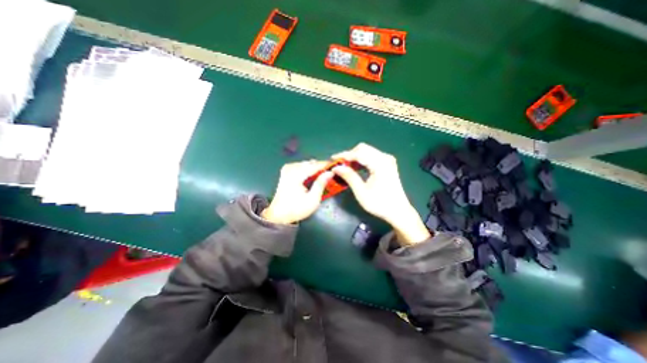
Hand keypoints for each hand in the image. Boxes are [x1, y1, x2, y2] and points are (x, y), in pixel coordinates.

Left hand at [261, 160, 333, 223]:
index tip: (336, 165)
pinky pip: (300, 166)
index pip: (314, 166)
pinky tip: (312, 175)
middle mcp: (290, 169)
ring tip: (323, 174)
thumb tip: (330, 172)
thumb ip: (321, 184)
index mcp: (295, 175)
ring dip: (314, 168)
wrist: (279, 215)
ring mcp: (287, 169)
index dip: (326, 165)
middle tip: (330, 172)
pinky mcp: (285, 172)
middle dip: (320, 166)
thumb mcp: (312, 199)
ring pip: (305, 163)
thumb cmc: (296, 209)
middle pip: (309, 163)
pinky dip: (308, 169)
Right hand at [333, 143, 427, 245]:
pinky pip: (371, 156)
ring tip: (345, 167)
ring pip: (367, 151)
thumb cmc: (379, 203)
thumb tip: (336, 167)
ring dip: (355, 157)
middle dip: (349, 155)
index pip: (358, 153)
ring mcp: (387, 160)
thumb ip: (349, 176)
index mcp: (380, 164)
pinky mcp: (387, 163)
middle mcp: (385, 157)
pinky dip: (362, 160)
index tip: (332, 159)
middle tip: (339, 165)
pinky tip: (356, 168)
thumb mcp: (361, 192)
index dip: (344, 155)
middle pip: (363, 148)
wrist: (398, 211)